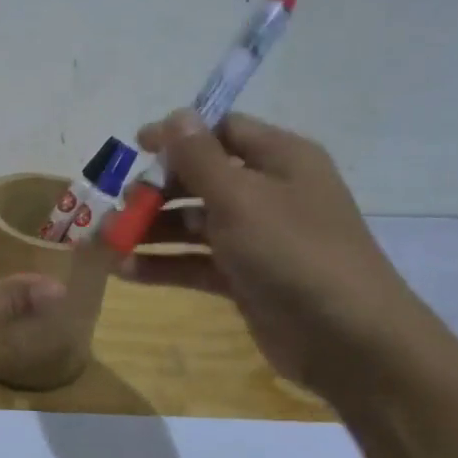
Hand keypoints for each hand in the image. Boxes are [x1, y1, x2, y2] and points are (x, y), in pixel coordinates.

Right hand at [120, 110, 429, 394]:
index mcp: (280, 160)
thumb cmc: (294, 252)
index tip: (136, 146)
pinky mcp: (245, 278)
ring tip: (108, 240)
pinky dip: (163, 264)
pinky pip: (196, 262)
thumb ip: (200, 157)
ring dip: (151, 229)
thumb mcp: (240, 198)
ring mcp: (257, 238)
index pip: (223, 130)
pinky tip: (125, 270)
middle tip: (121, 203)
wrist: (350, 342)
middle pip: (201, 178)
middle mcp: (269, 193)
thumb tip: (175, 115)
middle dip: (156, 189)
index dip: (179, 134)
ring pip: (193, 222)